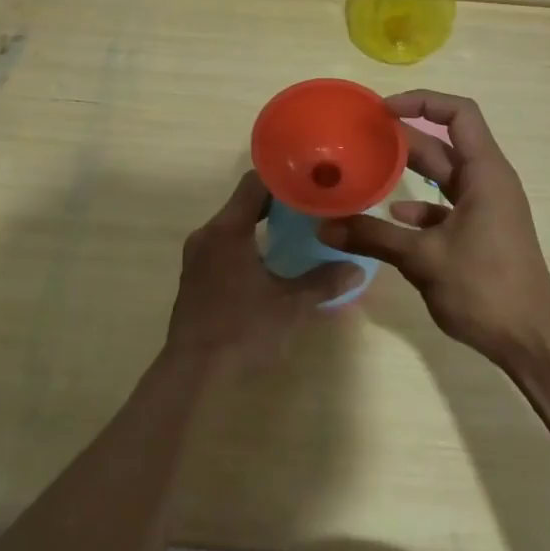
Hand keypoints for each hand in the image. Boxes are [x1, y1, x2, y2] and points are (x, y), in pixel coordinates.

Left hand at [165, 172, 356, 371]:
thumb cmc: (242, 331)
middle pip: (244, 201)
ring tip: (298, 227)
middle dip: (279, 200)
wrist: (193, 374)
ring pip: (234, 223)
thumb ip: (323, 282)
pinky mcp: (196, 275)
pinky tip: (272, 256)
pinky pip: (225, 243)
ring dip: (262, 222)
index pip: (254, 182)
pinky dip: (249, 240)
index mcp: (227, 230)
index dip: (284, 176)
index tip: (311, 178)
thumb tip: (356, 267)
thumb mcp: (290, 306)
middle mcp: (208, 234)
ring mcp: (198, 255)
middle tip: (313, 204)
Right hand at [319, 90, 549, 366]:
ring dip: (408, 172)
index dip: (422, 102)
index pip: (458, 114)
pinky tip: (391, 218)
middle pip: (444, 144)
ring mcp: (485, 208)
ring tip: (366, 172)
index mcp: (485, 173)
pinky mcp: (480, 232)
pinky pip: (445, 206)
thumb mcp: (423, 259)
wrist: (531, 340)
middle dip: (403, 139)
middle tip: (360, 139)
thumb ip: (373, 237)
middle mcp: (487, 182)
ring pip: (442, 177)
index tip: (382, 111)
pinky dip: (419, 207)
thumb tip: (325, 227)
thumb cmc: (485, 288)